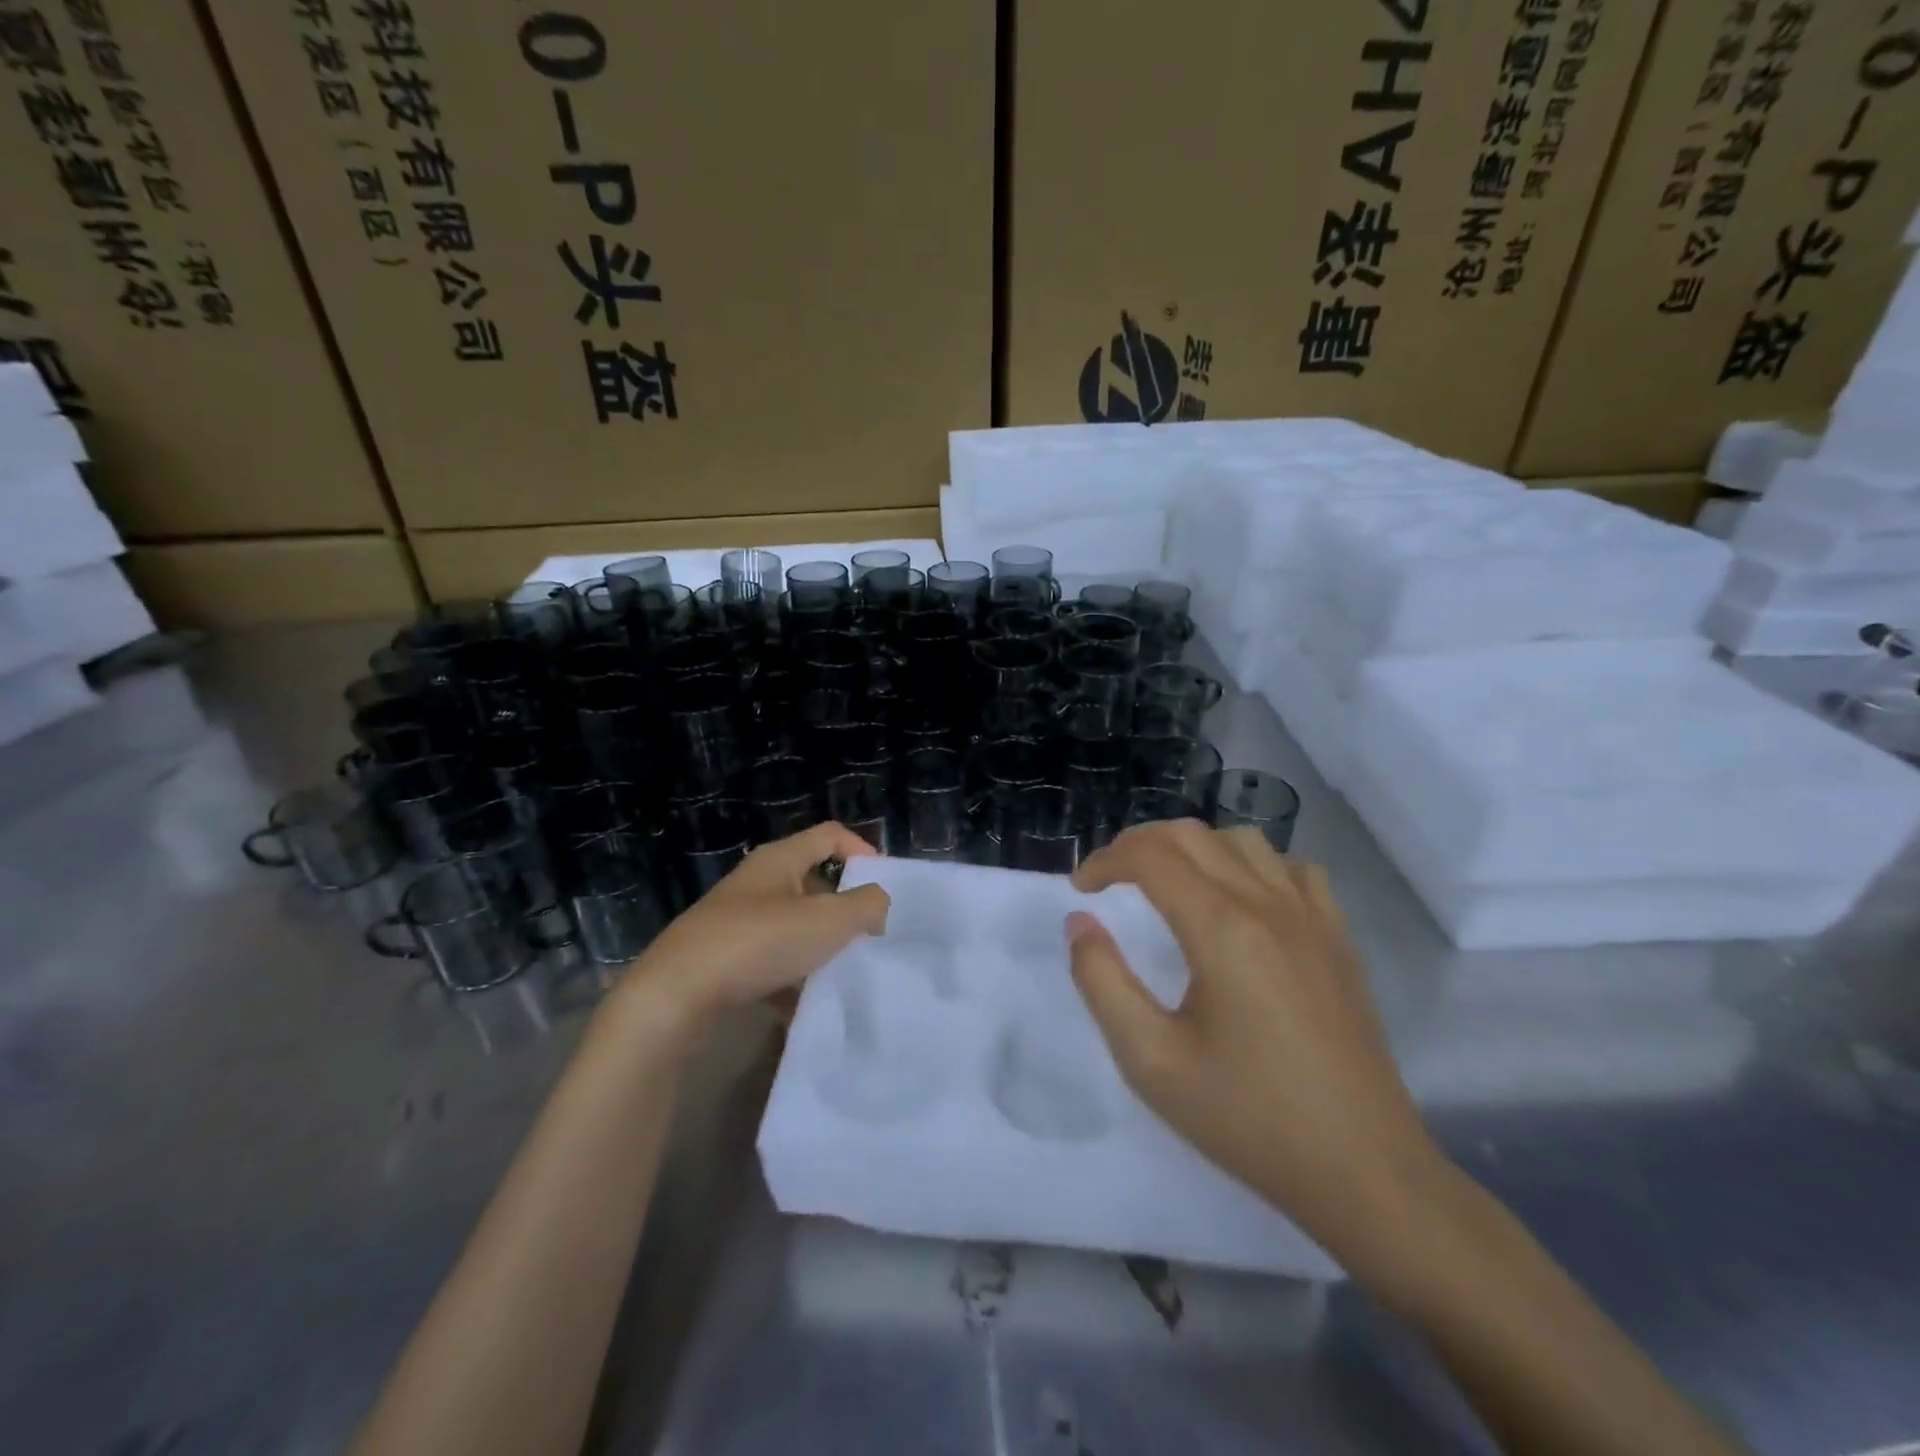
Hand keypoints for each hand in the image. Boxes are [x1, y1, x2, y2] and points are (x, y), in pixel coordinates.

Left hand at [623, 822, 890, 1036]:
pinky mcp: (722, 960)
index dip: (862, 850)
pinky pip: (770, 963)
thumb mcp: (827, 921)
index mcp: (780, 860)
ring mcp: (736, 922)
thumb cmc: (759, 943)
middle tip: (869, 936)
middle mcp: (757, 884)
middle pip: (812, 884)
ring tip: (842, 975)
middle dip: (843, 909)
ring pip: (792, 928)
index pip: (830, 835)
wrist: (675, 996)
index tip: (884, 886)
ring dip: (818, 949)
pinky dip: (790, 981)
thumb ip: (865, 905)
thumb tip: (878, 901)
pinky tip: (804, 1008)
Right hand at [1067, 821, 1439, 1263]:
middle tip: (1111, 881)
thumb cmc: (1249, 1119)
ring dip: (1194, 848)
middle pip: (1193, 836)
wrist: (1364, 1172)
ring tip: (1169, 884)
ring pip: (1244, 841)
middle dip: (1139, 844)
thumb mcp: (1151, 1061)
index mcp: (1222, 929)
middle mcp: (1269, 905)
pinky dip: (1253, 866)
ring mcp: (1313, 918)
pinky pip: (1293, 869)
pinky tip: (1242, 903)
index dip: (1105, 860)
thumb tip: (1080, 922)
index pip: (1151, 856)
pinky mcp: (1339, 940)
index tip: (1081, 889)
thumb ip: (1102, 982)